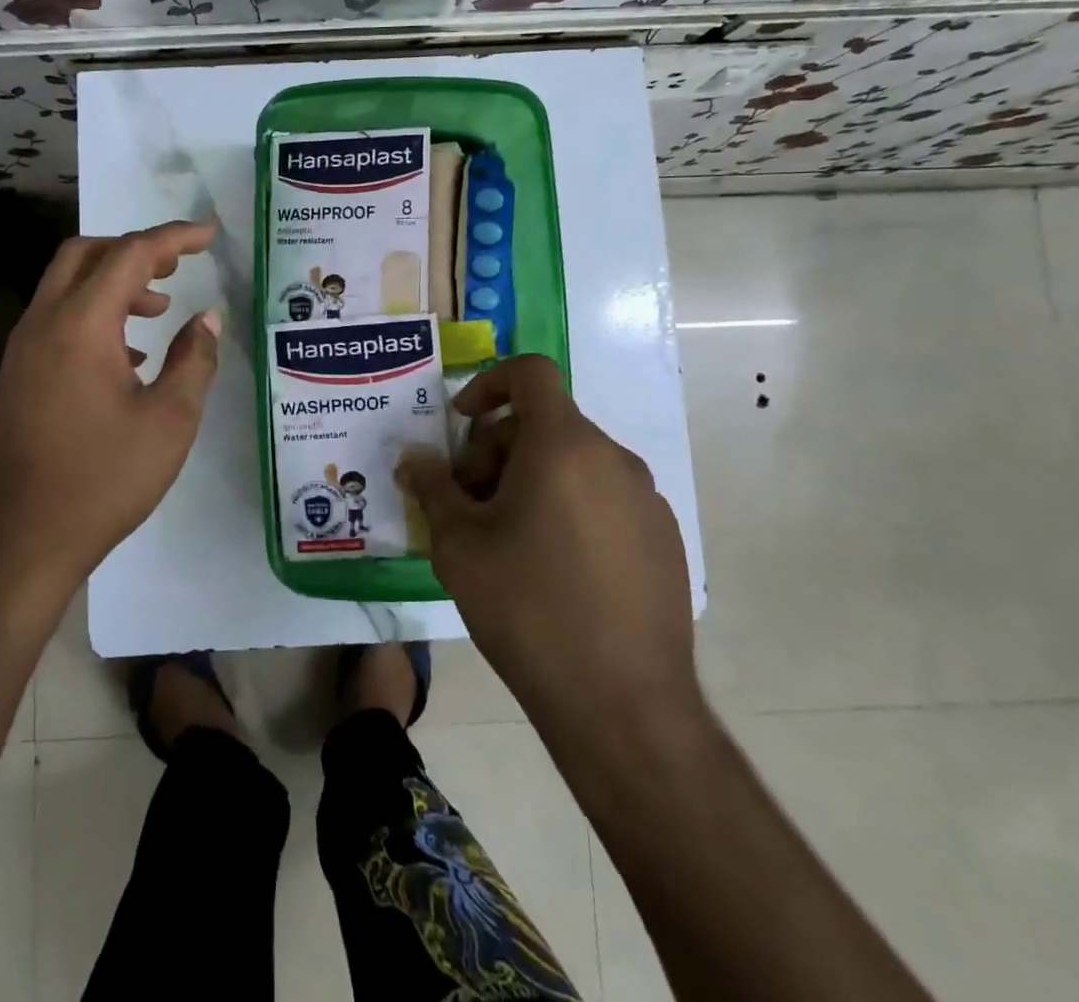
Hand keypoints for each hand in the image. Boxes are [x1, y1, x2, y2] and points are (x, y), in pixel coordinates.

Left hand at [0, 221, 221, 587]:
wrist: (23, 539)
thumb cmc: (104, 479)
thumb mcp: (170, 421)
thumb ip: (194, 360)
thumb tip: (208, 320)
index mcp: (80, 325)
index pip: (130, 254)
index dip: (173, 238)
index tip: (209, 235)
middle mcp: (44, 323)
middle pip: (85, 254)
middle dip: (135, 249)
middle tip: (177, 266)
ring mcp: (24, 349)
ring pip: (67, 285)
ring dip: (114, 282)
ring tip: (159, 308)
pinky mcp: (19, 375)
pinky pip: (57, 319)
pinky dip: (94, 314)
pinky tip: (127, 355)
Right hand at [397, 355, 698, 725]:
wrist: (622, 705)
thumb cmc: (528, 608)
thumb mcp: (459, 544)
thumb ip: (433, 487)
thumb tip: (415, 458)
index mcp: (563, 446)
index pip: (530, 373)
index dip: (489, 384)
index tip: (462, 425)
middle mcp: (612, 459)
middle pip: (545, 424)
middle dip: (497, 450)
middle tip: (470, 505)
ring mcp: (645, 500)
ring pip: (574, 463)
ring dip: (531, 480)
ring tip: (506, 541)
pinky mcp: (663, 539)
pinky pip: (604, 498)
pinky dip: (569, 507)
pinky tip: (553, 569)